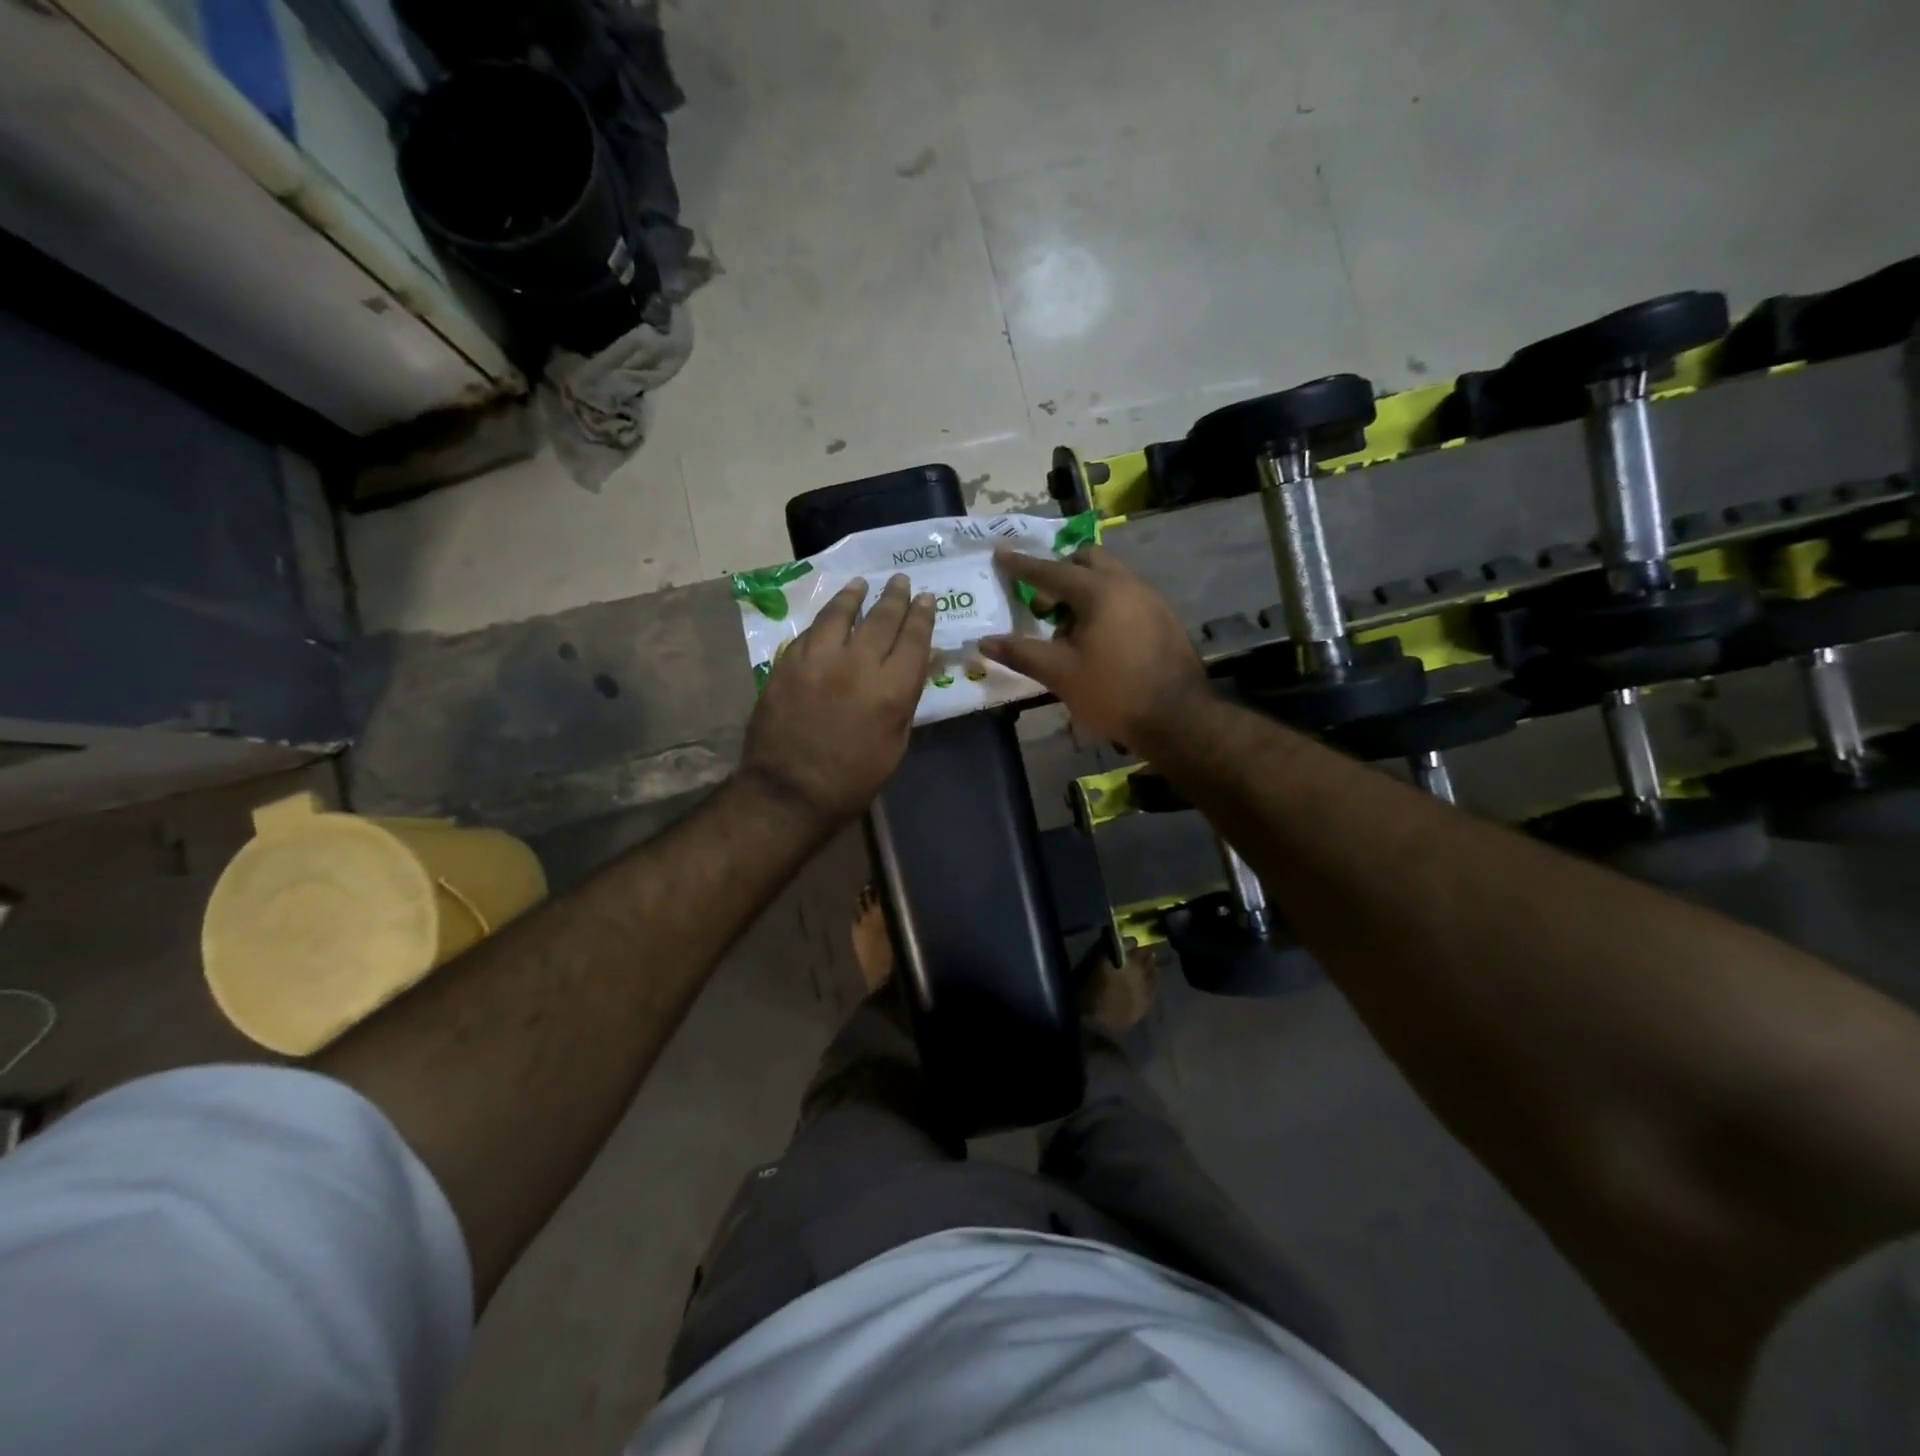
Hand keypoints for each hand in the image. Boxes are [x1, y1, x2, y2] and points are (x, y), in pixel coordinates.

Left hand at [739, 574, 935, 827]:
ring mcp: (819, 659)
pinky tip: (830, 614)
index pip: (914, 639)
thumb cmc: (852, 779)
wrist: (789, 791)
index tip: (926, 598)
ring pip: (840, 614)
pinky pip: (811, 631)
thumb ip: (906, 699)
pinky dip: (825, 618)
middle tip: (901, 581)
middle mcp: (858, 664)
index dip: (922, 615)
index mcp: (892, 690)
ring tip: (862, 584)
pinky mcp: (788, 662)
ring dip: (855, 596)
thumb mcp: (895, 744)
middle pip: (882, 619)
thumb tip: (919, 665)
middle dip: (895, 597)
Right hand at [979, 545, 1208, 745]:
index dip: (1022, 565)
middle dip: (1059, 573)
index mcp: (1099, 591)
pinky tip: (1098, 641)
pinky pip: (1126, 596)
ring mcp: (1151, 599)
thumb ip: (1021, 653)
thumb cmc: (1113, 692)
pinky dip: (1104, 605)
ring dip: (1083, 592)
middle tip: (1042, 605)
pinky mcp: (1163, 617)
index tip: (1000, 553)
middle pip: (1087, 561)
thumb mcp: (1060, 674)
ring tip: (1068, 631)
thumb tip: (984, 642)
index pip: (1051, 571)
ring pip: (1109, 578)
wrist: (1177, 718)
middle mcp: (1128, 584)